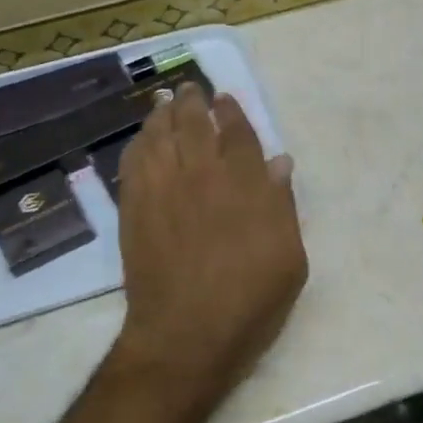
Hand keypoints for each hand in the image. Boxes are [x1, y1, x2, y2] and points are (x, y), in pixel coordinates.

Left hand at [109, 83, 306, 422]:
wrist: (187, 335)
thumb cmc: (249, 300)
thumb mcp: (289, 257)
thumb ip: (282, 204)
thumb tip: (279, 162)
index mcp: (243, 184)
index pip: (237, 133)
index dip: (232, 111)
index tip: (225, 98)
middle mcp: (202, 174)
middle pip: (194, 123)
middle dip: (193, 101)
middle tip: (189, 88)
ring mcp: (163, 188)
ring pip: (160, 135)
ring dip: (163, 113)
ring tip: (164, 100)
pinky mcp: (134, 207)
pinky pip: (133, 161)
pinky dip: (138, 143)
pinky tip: (142, 137)